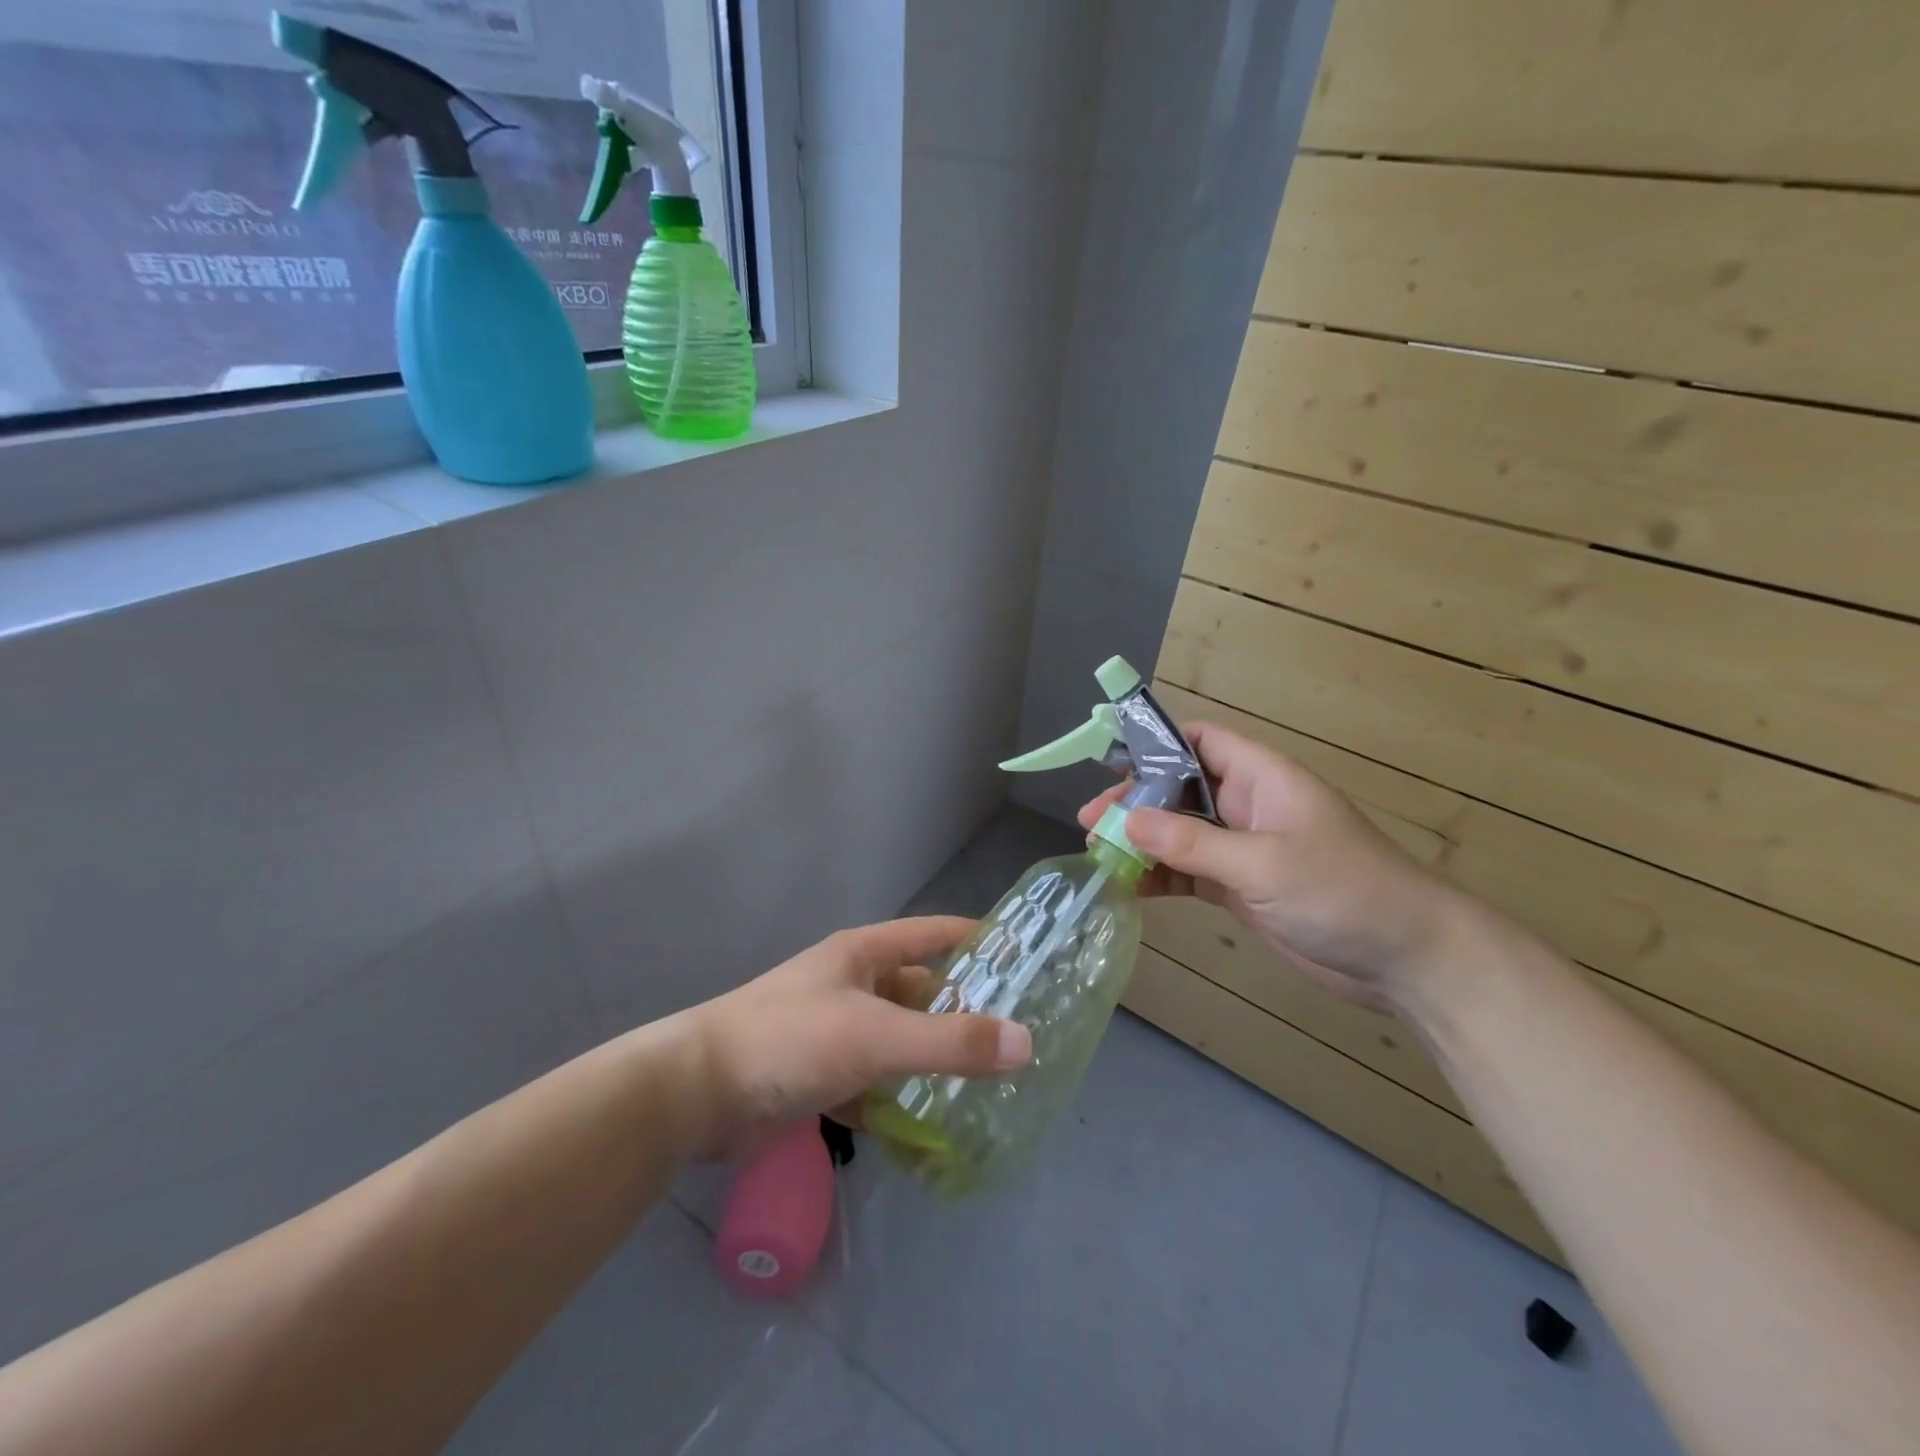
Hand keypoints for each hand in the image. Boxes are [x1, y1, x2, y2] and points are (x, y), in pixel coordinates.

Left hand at [688, 917, 1031, 1151]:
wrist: (696, 1094)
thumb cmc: (791, 1041)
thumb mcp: (876, 1036)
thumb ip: (950, 1042)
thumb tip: (1027, 1044)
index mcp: (864, 954)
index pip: (934, 933)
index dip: (978, 939)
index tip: (1026, 956)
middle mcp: (852, 985)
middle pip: (921, 991)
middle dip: (963, 1012)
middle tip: (1018, 1037)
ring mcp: (835, 1030)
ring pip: (899, 1040)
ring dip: (932, 1061)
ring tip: (987, 1085)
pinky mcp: (819, 1075)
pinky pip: (873, 1081)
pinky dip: (897, 1099)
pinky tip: (929, 1126)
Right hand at [1077, 722, 1460, 1007]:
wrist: (1407, 959)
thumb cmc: (1342, 891)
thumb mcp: (1262, 864)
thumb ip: (1191, 844)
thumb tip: (1125, 821)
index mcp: (1261, 778)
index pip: (1201, 741)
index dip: (1156, 745)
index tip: (1110, 763)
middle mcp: (1248, 805)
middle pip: (1180, 789)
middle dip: (1135, 802)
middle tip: (1091, 823)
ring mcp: (1244, 848)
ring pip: (1180, 833)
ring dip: (1142, 843)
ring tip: (1098, 856)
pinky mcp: (1242, 887)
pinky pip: (1190, 871)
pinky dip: (1161, 876)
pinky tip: (1130, 888)